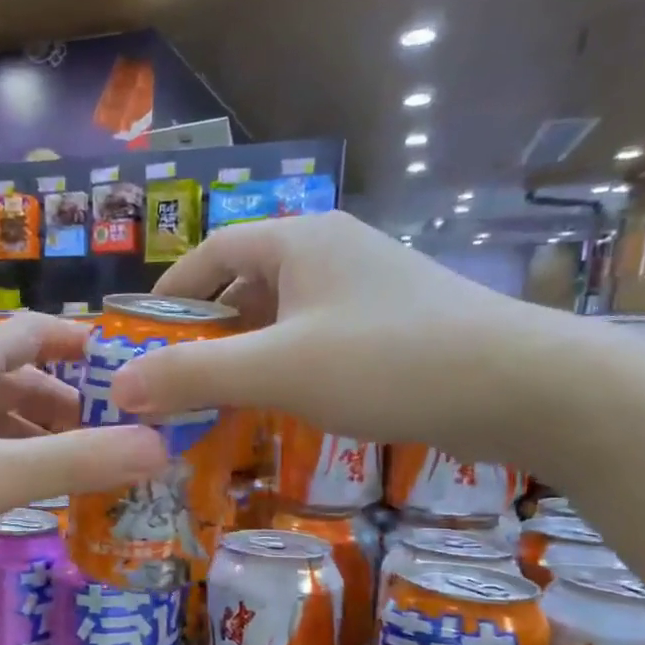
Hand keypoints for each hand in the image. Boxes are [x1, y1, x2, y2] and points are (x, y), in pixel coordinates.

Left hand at [0, 312, 166, 570]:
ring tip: (71, 465)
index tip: (119, 361)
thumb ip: (77, 462)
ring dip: (31, 433)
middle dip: (62, 400)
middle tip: (106, 431)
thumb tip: (158, 448)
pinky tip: (13, 489)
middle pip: (14, 375)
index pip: (33, 331)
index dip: (76, 340)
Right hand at [110, 211, 582, 455]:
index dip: (170, 293)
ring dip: (242, 354)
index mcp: (300, 240)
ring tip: (213, 400)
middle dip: (203, 332)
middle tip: (171, 381)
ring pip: (280, 316)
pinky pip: (313, 338)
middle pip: (244, 283)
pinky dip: (282, 367)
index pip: (212, 251)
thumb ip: (193, 376)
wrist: (526, 387)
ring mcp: (365, 289)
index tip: (140, 338)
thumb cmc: (389, 362)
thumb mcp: (277, 370)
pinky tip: (275, 405)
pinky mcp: (390, 325)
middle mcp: (331, 252)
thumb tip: (118, 387)